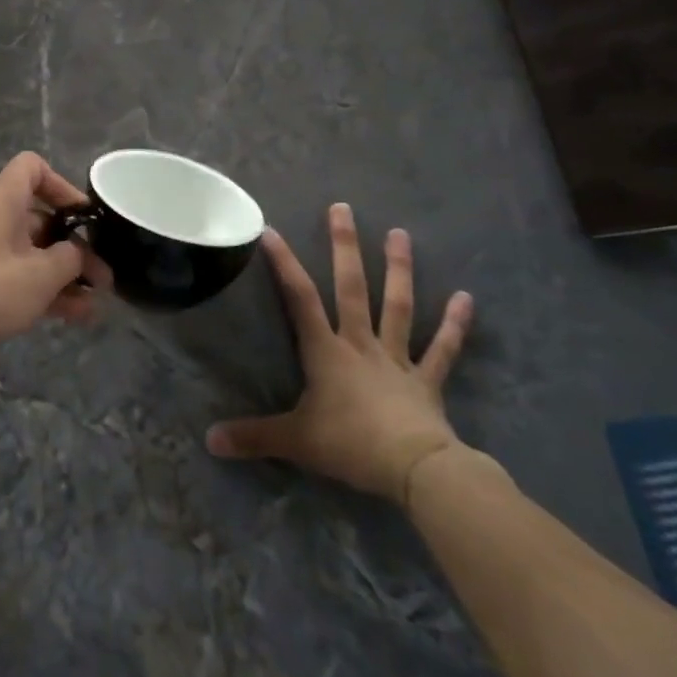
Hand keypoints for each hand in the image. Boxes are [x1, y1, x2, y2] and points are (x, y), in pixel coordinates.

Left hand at [0, 152, 105, 370]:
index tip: (84, 218)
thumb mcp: (40, 275)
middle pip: (38, 216)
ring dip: (62, 273)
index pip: (33, 167)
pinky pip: (14, 272)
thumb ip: (71, 258)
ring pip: (30, 250)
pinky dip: (40, 287)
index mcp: (0, 199)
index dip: (63, 186)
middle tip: (102, 276)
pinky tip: (72, 316)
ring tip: (94, 304)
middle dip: (73, 245)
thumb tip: (78, 254)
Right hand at [206, 206, 472, 504]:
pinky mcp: (426, 380)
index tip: (272, 231)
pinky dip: (455, 325)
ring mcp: (397, 359)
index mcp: (327, 352)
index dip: (285, 264)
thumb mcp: (295, 441)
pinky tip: (467, 297)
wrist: (415, 469)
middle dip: (345, 247)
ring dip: (399, 270)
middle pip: (352, 288)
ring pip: (397, 306)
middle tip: (343, 208)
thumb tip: (209, 439)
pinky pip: (443, 349)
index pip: (300, 298)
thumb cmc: (351, 445)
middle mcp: (361, 343)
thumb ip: (254, 437)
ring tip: (400, 233)